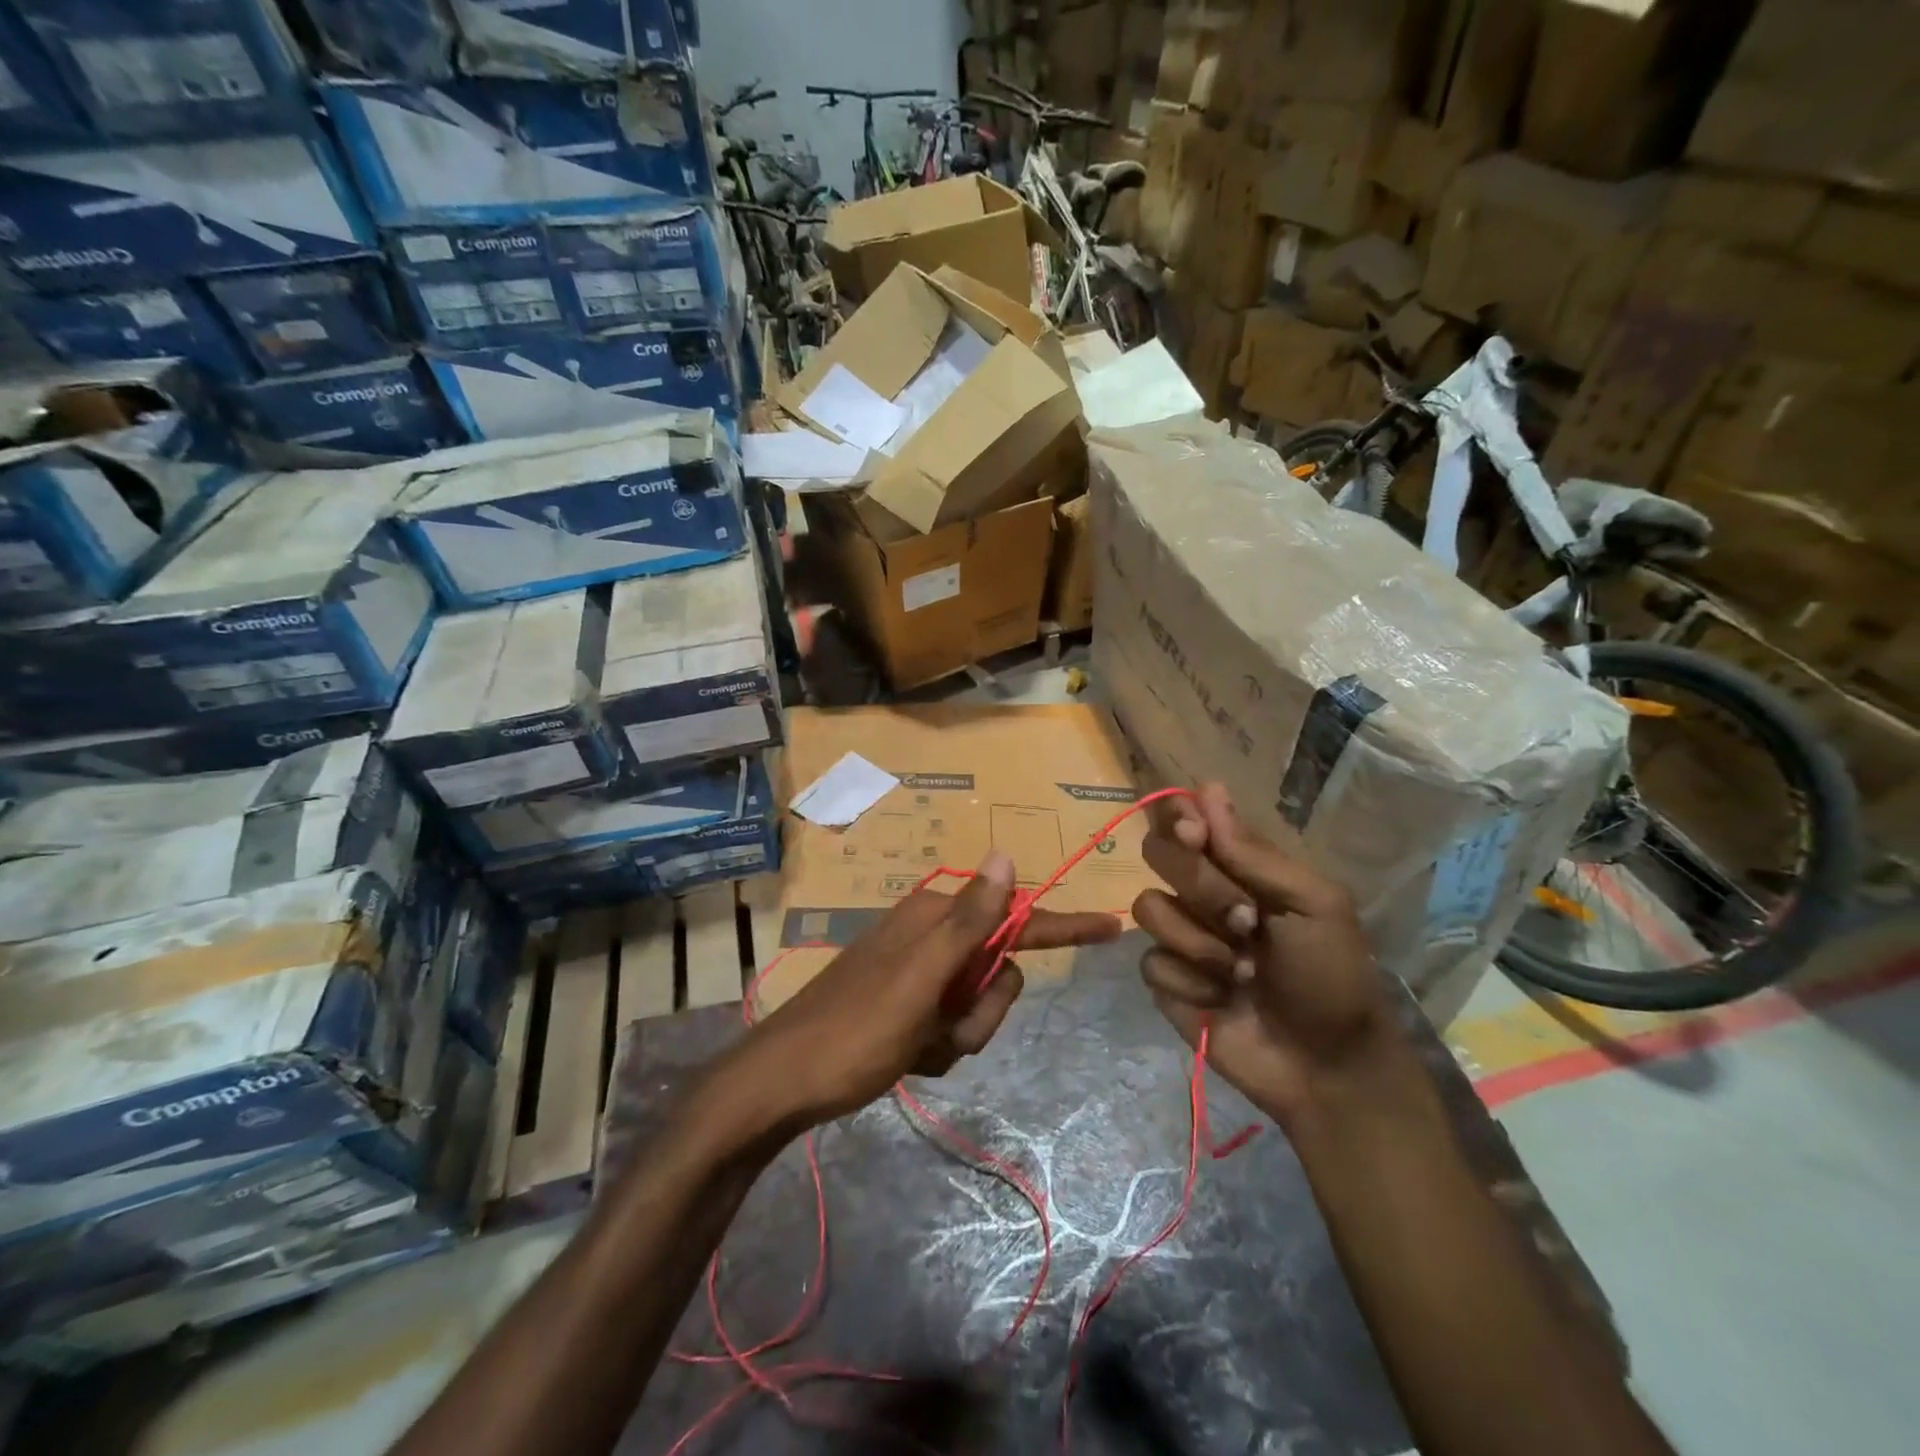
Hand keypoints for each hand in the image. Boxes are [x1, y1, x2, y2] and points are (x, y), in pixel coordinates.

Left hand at [736, 852, 1121, 1130]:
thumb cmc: (856, 1028)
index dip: (1065, 925)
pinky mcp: (910, 1008)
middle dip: (983, 1011)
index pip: (1017, 918)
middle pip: (1000, 974)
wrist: (785, 1083)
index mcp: (937, 919)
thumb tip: (1006, 854)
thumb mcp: (919, 976)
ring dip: (959, 1035)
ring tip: (918, 1045)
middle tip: (943, 1028)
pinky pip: (953, 1030)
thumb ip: (969, 919)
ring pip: (979, 1007)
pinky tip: (906, 1055)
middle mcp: (932, 937)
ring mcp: (920, 975)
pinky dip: (938, 1049)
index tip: (1113, 926)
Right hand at [1133, 784, 1416, 1130]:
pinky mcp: (1165, 980)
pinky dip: (1190, 983)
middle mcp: (1200, 891)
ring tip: (1243, 972)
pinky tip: (1221, 1002)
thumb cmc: (1331, 975)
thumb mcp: (1312, 904)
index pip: (1185, 817)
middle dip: (1201, 887)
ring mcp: (1180, 935)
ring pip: (1149, 907)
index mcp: (1238, 865)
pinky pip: (1151, 962)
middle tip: (1247, 919)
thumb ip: (1252, 853)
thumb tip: (1207, 788)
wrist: (1327, 1065)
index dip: (1177, 817)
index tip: (1194, 834)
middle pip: (1157, 853)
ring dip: (1200, 942)